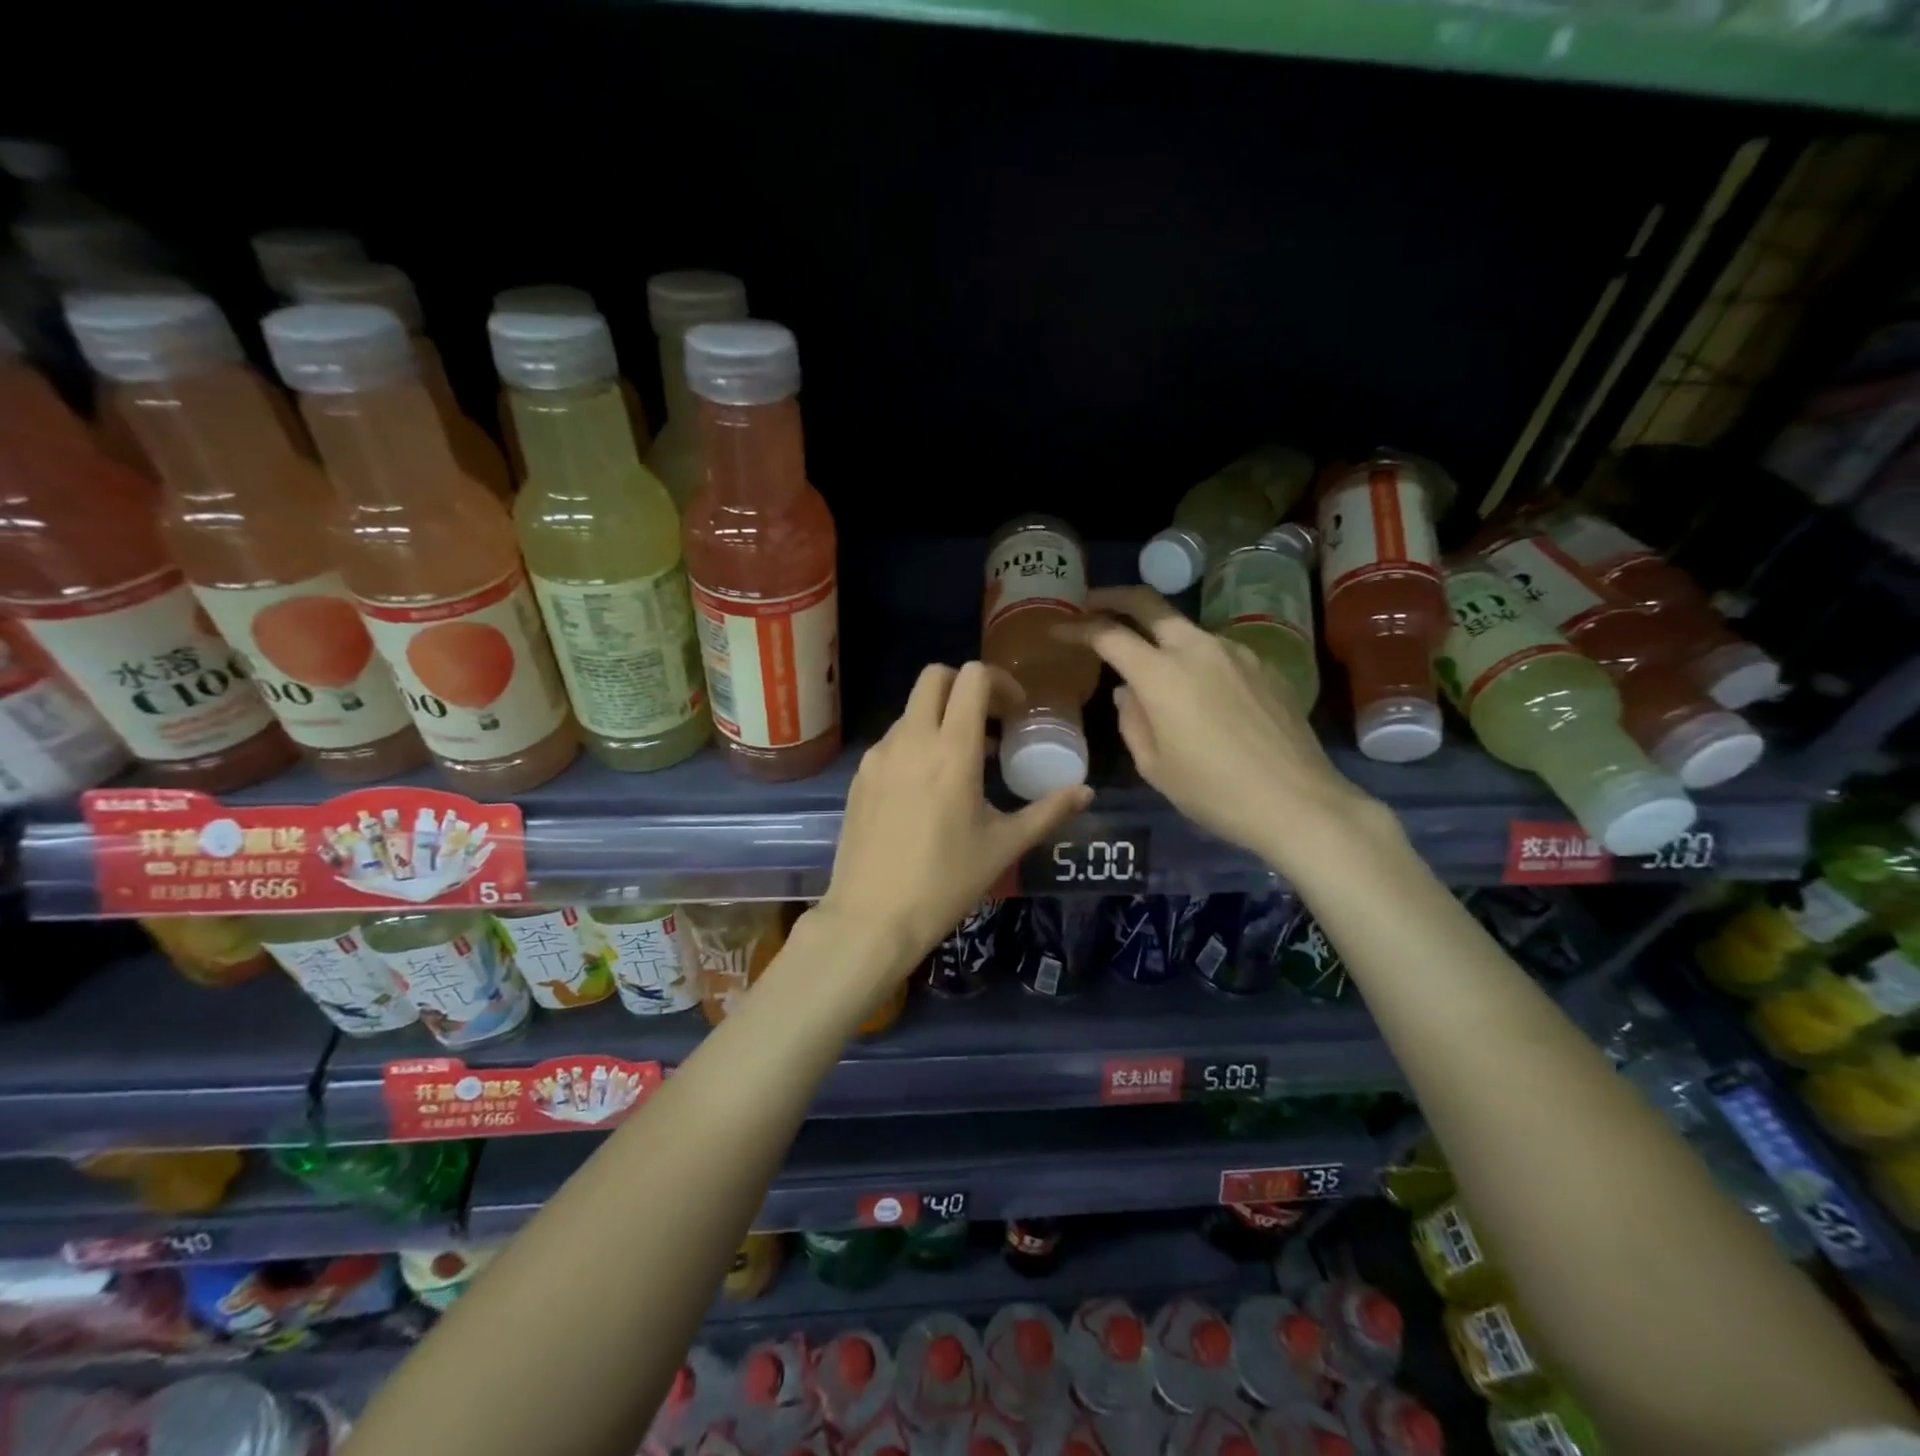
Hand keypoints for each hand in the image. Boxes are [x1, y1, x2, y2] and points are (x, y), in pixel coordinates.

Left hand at [816, 661, 1092, 982]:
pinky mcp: (860, 775)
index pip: (972, 678)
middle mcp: (911, 740)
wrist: (872, 917)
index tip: (1015, 712)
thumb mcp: (1004, 846)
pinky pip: (892, 740)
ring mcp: (879, 755)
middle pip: (935, 677)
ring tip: (963, 761)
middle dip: (965, 686)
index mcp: (951, 749)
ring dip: (940, 717)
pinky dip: (916, 743)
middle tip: (989, 721)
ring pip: (911, 709)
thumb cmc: (946, 882)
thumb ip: (1048, 811)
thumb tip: (1086, 792)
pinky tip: (928, 787)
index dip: (1000, 682)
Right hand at [1065, 586, 1383, 872]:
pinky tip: (1198, 690)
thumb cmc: (1213, 792)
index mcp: (1162, 675)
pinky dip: (1194, 658)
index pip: (1109, 635)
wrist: (1297, 801)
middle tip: (1093, 603)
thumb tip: (1128, 691)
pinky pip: (1216, 651)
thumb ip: (1132, 720)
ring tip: (1148, 663)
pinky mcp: (1263, 665)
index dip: (1078, 628)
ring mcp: (1235, 652)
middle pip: (1149, 604)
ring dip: (1159, 635)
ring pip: (1185, 629)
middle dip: (1115, 598)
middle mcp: (1197, 649)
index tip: (1058, 629)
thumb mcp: (1154, 766)